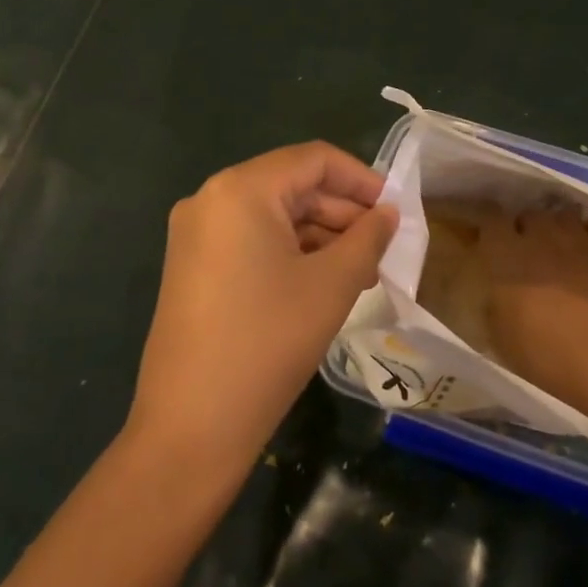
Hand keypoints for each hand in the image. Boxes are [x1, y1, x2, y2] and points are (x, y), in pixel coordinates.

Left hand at [128, 143, 398, 476]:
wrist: (191, 426)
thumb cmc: (268, 342)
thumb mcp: (332, 284)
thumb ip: (368, 237)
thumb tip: (388, 213)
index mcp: (240, 190)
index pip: (314, 160)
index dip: (361, 178)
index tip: (396, 209)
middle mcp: (211, 199)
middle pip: (292, 186)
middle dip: (343, 213)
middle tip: (383, 248)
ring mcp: (196, 234)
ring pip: (273, 216)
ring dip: (321, 236)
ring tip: (363, 272)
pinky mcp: (192, 267)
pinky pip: (252, 242)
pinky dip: (291, 253)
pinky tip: (324, 283)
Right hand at [477, 206, 587, 421]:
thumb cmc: (541, 351)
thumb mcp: (499, 334)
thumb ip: (494, 303)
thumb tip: (497, 293)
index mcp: (504, 253)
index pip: (491, 217)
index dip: (490, 222)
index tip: (490, 235)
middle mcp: (540, 236)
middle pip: (530, 213)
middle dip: (527, 226)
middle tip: (527, 249)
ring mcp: (578, 240)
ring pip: (565, 214)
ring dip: (559, 226)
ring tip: (561, 244)